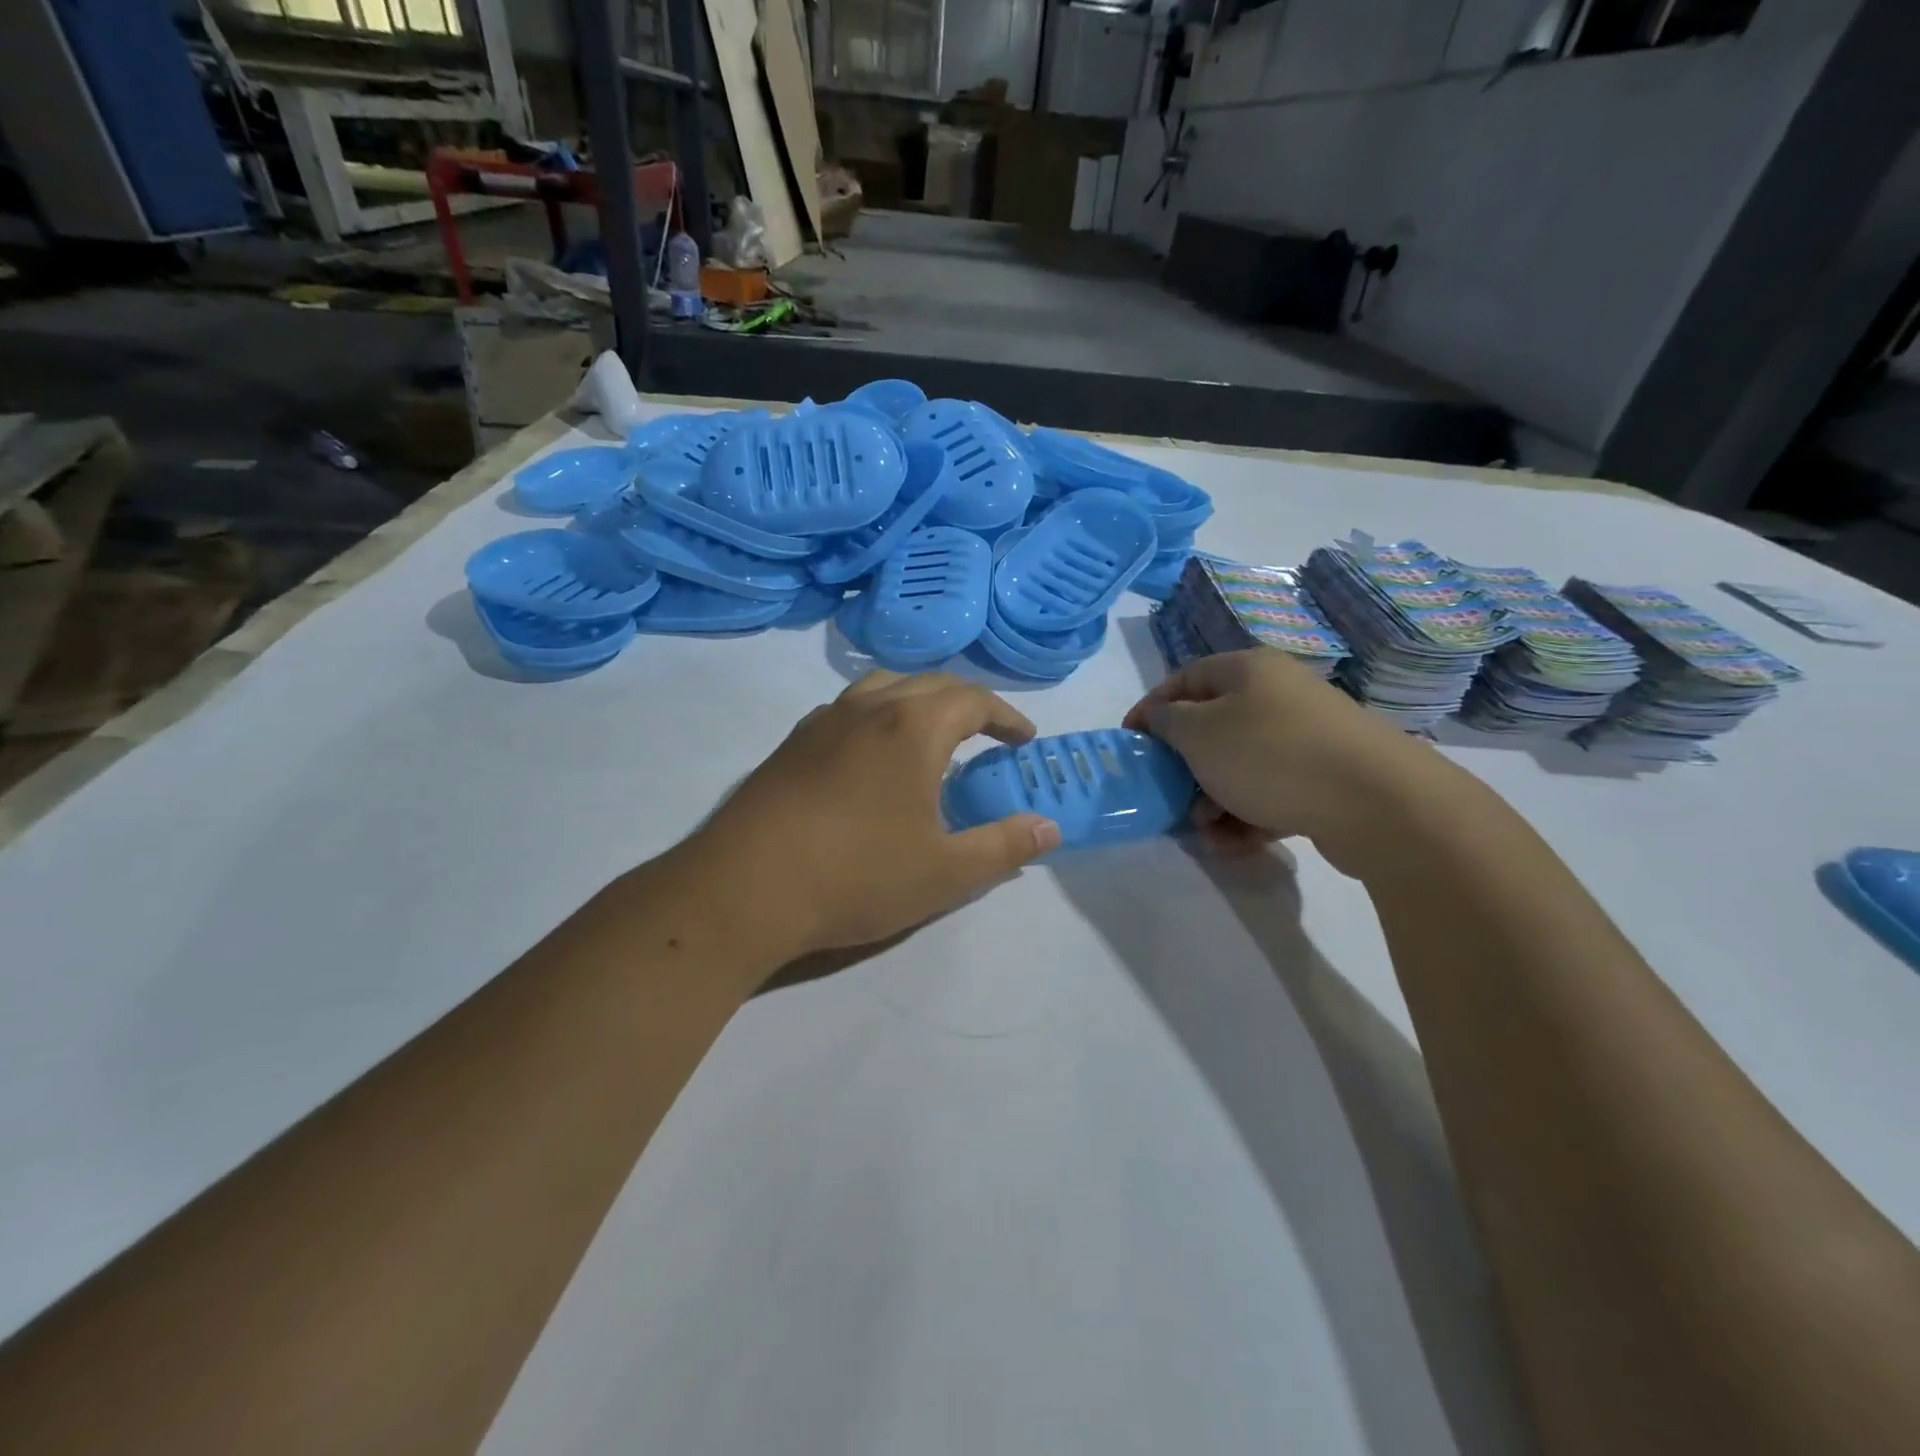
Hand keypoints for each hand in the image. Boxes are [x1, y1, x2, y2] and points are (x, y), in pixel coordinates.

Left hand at [690, 671, 1062, 957]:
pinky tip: (872, 757)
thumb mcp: (946, 873)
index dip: (1006, 716)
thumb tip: (1050, 827)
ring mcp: (823, 721)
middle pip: (929, 683)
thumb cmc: (856, 877)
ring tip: (932, 735)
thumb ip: (1004, 846)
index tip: (1024, 739)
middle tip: (987, 735)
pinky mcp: (791, 744)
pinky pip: (847, 710)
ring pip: (882, 687)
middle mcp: (869, 708)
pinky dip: (877, 716)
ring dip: (918, 701)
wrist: (743, 889)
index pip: (974, 700)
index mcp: (913, 727)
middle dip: (967, 703)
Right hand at [1123, 648, 1427, 871]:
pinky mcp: (1325, 778)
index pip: (1183, 680)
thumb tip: (1161, 718)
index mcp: (1247, 671)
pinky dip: (1248, 816)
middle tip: (1169, 796)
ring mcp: (1306, 737)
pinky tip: (1237, 845)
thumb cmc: (1270, 755)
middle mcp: (1278, 695)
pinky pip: (1271, 792)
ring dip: (1213, 801)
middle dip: (1185, 768)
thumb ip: (1166, 721)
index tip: (1129, 744)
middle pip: (1212, 728)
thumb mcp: (1199, 733)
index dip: (1150, 710)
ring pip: (1240, 767)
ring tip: (1207, 832)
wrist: (1376, 802)